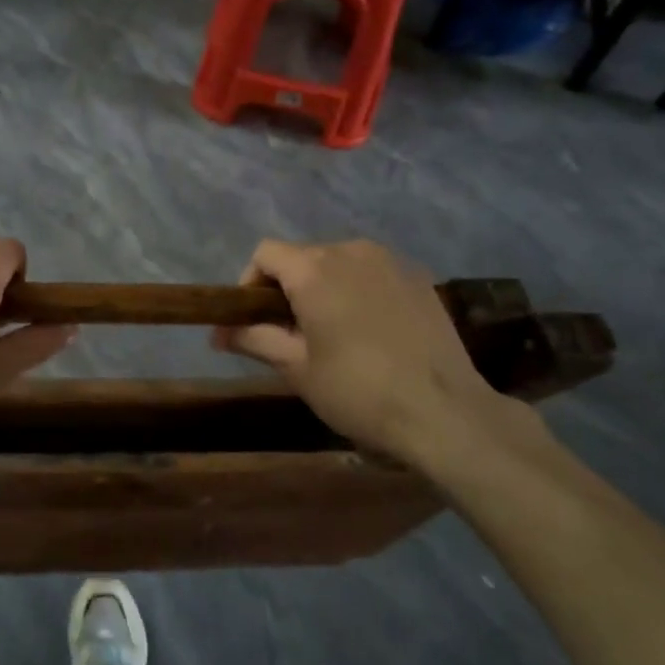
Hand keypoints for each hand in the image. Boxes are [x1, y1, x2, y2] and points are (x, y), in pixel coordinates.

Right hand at [213, 239, 529, 473]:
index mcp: (315, 269)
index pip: (266, 254)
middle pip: (302, 256)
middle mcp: (351, 251)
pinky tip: (369, 331)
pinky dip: (357, 292)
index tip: (252, 321)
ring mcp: (390, 261)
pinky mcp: (419, 277)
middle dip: (287, 289)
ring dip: (323, 289)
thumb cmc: (359, 392)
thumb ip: (254, 339)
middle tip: (290, 335)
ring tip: (331, 333)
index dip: (249, 283)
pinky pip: (372, 273)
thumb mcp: (297, 369)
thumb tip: (218, 333)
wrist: (446, 413)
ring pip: (338, 263)